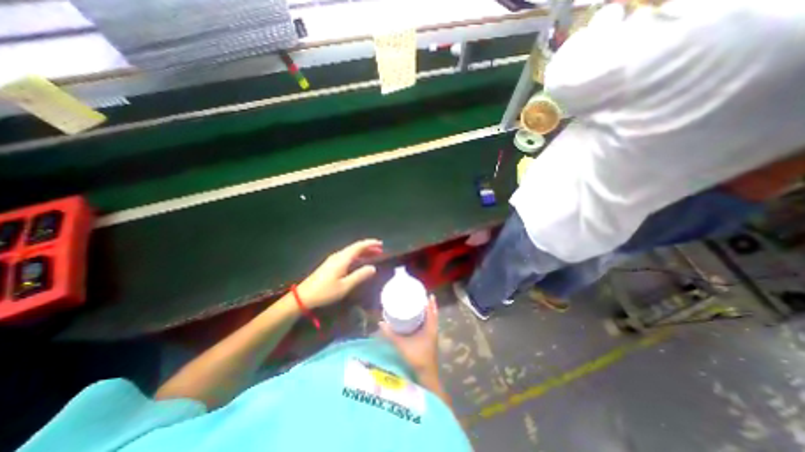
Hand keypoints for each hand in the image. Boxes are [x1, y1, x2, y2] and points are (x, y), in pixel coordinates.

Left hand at [294, 239, 383, 307]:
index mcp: (342, 259)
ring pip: (351, 251)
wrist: (304, 295)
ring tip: (374, 254)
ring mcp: (334, 259)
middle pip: (355, 247)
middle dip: (368, 247)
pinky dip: (357, 255)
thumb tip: (373, 268)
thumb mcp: (345, 286)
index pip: (359, 246)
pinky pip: (347, 255)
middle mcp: (338, 256)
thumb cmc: (325, 292)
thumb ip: (360, 276)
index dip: (370, 243)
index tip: (381, 243)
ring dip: (363, 251)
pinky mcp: (331, 264)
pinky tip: (360, 260)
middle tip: (380, 249)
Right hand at [382, 295, 438, 376]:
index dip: (430, 302)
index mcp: (430, 328)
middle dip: (429, 305)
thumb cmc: (417, 357)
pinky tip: (420, 319)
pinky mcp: (430, 340)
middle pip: (433, 313)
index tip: (427, 294)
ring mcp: (433, 335)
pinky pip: (431, 325)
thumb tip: (381, 322)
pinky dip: (428, 319)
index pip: (432, 311)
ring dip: (429, 312)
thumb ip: (391, 334)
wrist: (426, 374)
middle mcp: (433, 329)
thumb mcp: (402, 345)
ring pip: (432, 319)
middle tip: (422, 297)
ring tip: (421, 305)